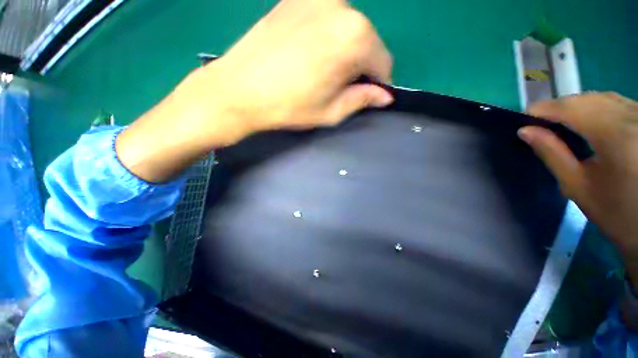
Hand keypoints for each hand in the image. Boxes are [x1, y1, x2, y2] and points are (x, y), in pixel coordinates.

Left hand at [116, 0, 392, 182]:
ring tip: (327, 82)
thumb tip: (383, 97)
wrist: (234, 93)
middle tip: (345, 93)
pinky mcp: (293, 6)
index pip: (382, 64)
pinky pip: (327, 27)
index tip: (370, 98)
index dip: (378, 84)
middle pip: (368, 46)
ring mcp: (314, 4)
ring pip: (348, 34)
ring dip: (346, 59)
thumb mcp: (328, 112)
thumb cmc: (284, 108)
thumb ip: (359, 101)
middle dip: (363, 71)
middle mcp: (337, 11)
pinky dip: (329, 46)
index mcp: (349, 39)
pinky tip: (311, 64)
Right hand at [518, 92, 637, 285]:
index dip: (544, 109)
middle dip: (561, 107)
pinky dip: (598, 108)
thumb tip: (525, 131)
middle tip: (540, 124)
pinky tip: (590, 123)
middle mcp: (634, 118)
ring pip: (604, 98)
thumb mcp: (577, 186)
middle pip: (589, 99)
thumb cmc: (615, 213)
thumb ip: (552, 153)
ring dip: (579, 107)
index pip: (571, 108)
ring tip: (562, 123)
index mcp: (616, 136)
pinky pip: (618, 104)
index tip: (523, 118)